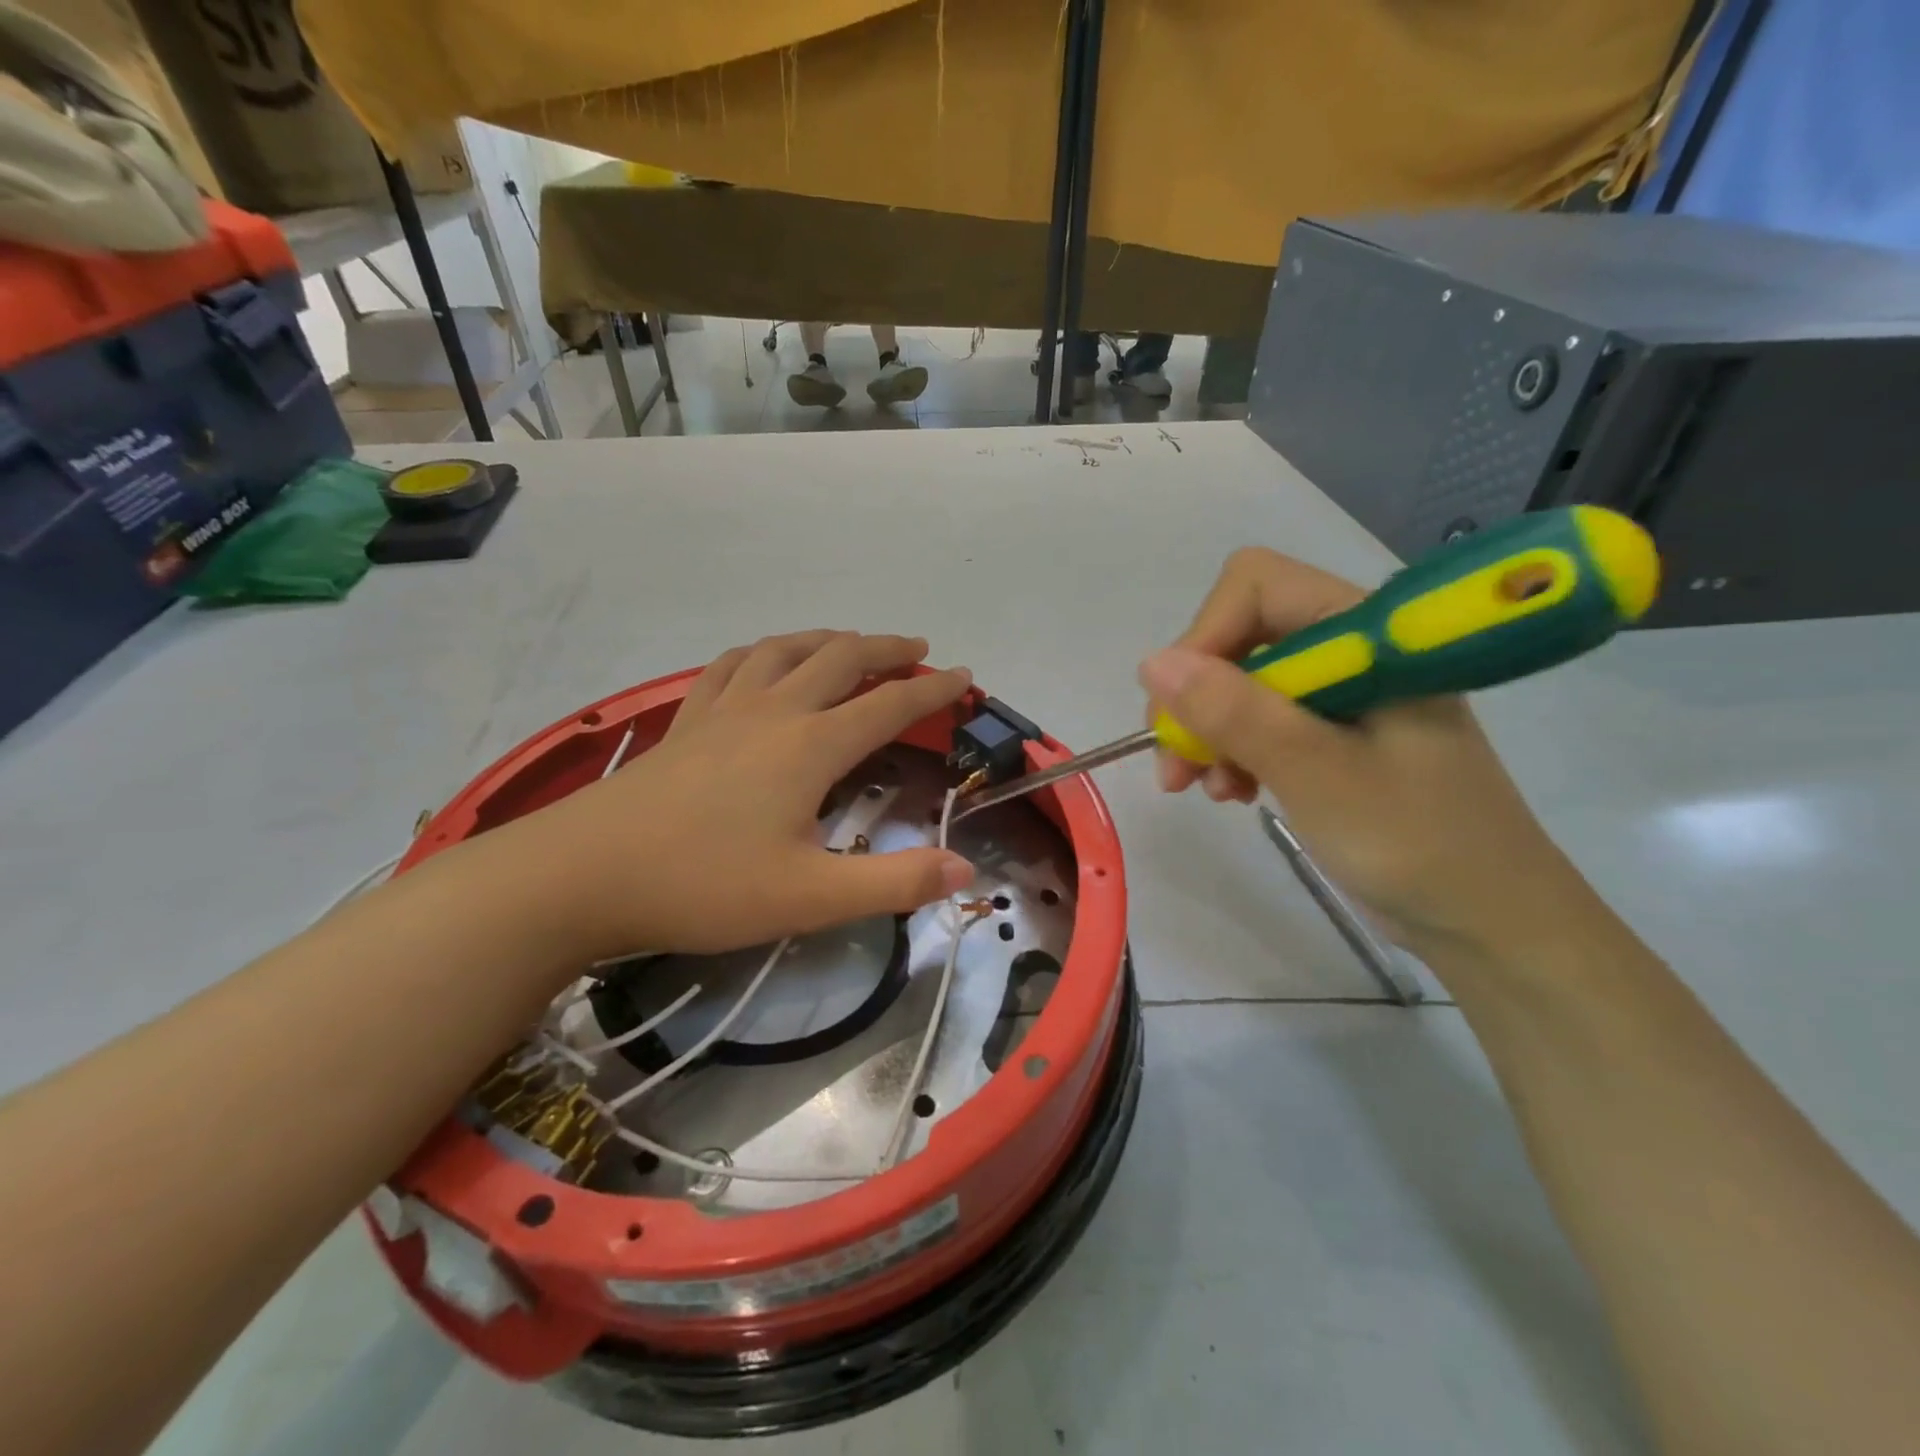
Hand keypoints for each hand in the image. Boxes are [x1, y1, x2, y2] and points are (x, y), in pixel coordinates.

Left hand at [491, 632, 975, 959]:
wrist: (584, 874)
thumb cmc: (704, 885)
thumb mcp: (811, 897)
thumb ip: (894, 884)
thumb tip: (966, 872)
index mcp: (811, 746)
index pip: (889, 705)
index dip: (933, 691)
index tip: (965, 678)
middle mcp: (773, 712)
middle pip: (840, 658)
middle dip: (886, 649)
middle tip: (917, 649)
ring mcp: (723, 711)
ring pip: (784, 650)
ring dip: (825, 639)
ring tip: (848, 642)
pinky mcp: (685, 722)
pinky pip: (729, 666)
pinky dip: (759, 653)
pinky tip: (760, 661)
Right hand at [1138, 549, 1586, 959]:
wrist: (1489, 920)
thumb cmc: (1416, 842)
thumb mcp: (1317, 772)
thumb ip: (1236, 712)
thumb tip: (1153, 662)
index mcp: (1367, 634)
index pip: (1258, 586)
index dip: (1206, 636)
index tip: (1180, 708)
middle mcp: (1351, 650)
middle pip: (1241, 635)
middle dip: (1197, 696)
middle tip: (1175, 762)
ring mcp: (1342, 693)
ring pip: (1242, 681)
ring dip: (1208, 730)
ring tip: (1207, 788)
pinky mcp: (1333, 734)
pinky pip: (1260, 719)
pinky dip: (1233, 751)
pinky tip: (1235, 792)